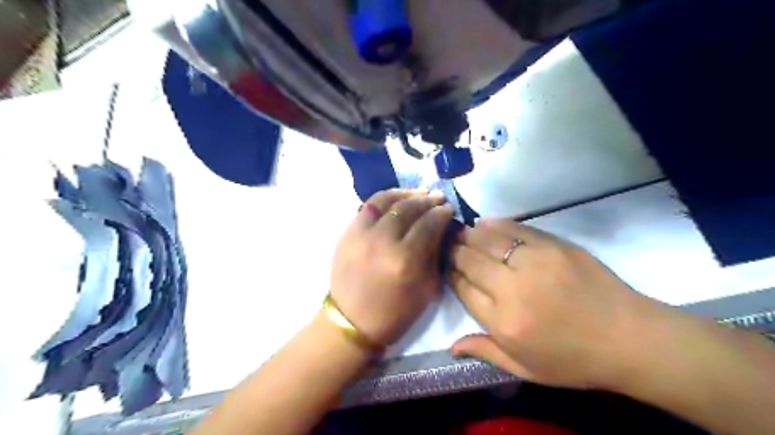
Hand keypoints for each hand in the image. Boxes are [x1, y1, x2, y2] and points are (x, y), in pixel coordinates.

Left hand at [331, 189, 454, 348]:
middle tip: (438, 197)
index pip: (428, 224)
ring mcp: (360, 234)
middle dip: (427, 200)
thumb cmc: (395, 312)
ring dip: (406, 193)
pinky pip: (367, 206)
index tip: (449, 209)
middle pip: (408, 208)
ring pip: (386, 201)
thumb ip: (434, 254)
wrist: (351, 321)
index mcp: (404, 260)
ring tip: (420, 192)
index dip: (441, 213)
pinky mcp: (347, 233)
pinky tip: (397, 198)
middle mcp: (382, 241)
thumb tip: (440, 228)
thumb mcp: (427, 289)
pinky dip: (385, 198)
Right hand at [449, 219, 666, 388]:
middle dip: (454, 250)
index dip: (450, 273)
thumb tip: (450, 346)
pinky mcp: (553, 245)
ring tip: (461, 232)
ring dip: (470, 234)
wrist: (630, 338)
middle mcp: (512, 289)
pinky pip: (515, 229)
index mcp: (503, 322)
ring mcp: (534, 262)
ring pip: (487, 239)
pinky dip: (496, 224)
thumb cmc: (574, 360)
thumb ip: (485, 352)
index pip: (462, 288)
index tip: (445, 266)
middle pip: (470, 260)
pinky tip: (485, 223)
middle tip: (446, 244)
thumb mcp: (526, 369)